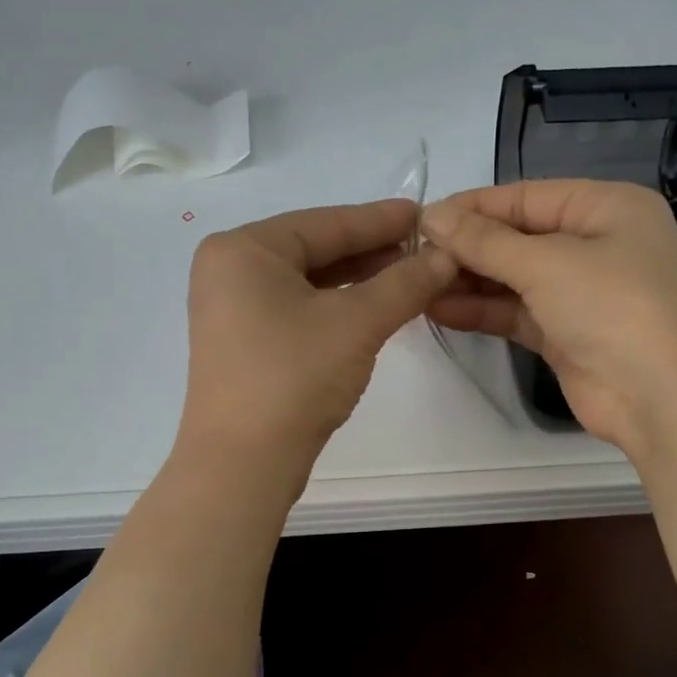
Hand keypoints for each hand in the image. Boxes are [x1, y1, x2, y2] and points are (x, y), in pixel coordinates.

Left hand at [178, 199, 456, 481]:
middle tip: (424, 248)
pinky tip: (374, 308)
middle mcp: (229, 271)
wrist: (244, 462)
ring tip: (409, 276)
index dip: (380, 219)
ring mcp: (232, 309)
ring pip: (307, 282)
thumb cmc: (294, 376)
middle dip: (372, 251)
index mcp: (243, 250)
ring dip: (358, 280)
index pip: (325, 223)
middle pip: (314, 249)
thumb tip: (446, 256)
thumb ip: (405, 283)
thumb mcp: (357, 322)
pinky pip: (297, 308)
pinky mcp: (243, 343)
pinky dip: (336, 306)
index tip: (424, 214)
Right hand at [421, 180, 676, 455]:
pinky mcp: (567, 334)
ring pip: (515, 278)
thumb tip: (430, 216)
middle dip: (468, 247)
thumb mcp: (546, 264)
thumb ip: (484, 241)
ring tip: (417, 284)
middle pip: (519, 238)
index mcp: (606, 207)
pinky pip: (517, 312)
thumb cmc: (612, 306)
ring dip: (470, 281)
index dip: (473, 207)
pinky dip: (483, 311)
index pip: (526, 197)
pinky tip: (440, 310)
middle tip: (413, 257)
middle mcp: (596, 244)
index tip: (421, 219)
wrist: (660, 396)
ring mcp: (582, 292)